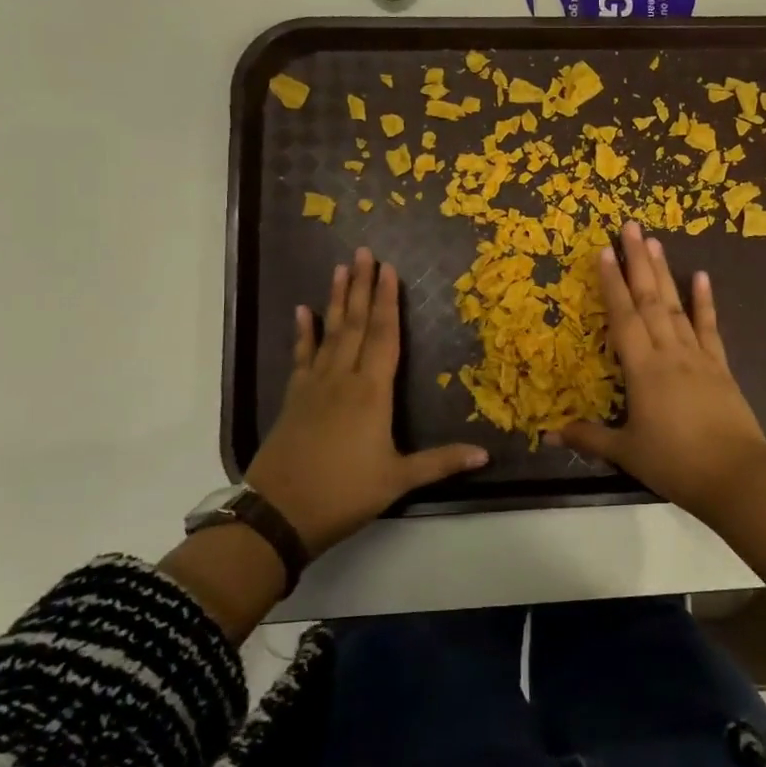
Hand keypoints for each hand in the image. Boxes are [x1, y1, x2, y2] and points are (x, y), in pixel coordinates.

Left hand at [246, 248, 488, 556]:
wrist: (278, 514)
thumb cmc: (343, 494)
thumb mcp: (398, 480)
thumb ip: (441, 462)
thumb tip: (486, 454)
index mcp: (371, 393)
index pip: (384, 336)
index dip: (389, 302)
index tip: (389, 270)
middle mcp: (343, 379)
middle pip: (356, 324)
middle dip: (363, 287)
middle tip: (363, 252)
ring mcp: (314, 386)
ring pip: (329, 333)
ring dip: (337, 300)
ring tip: (340, 269)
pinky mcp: (294, 399)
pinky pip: (301, 356)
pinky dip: (303, 333)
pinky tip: (302, 312)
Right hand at [550, 222, 765, 518]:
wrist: (735, 476)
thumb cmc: (675, 463)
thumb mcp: (626, 453)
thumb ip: (588, 438)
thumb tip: (548, 433)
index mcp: (642, 369)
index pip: (622, 316)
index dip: (611, 283)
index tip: (603, 250)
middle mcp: (669, 352)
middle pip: (649, 299)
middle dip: (638, 261)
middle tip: (630, 225)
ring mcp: (697, 356)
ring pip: (676, 306)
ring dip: (664, 272)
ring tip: (655, 241)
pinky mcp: (720, 367)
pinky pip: (709, 328)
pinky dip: (705, 302)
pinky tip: (702, 276)